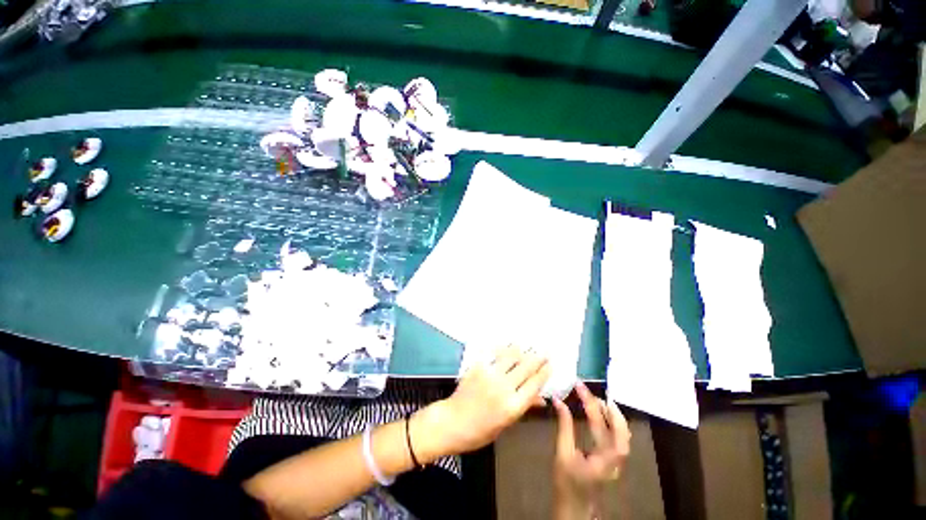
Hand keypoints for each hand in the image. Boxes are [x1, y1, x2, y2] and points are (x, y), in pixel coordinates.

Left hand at [414, 346, 550, 459]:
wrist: (448, 424)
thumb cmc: (479, 432)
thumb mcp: (505, 425)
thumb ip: (523, 408)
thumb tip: (541, 400)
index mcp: (513, 406)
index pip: (536, 383)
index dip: (545, 372)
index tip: (550, 365)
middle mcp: (504, 388)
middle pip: (527, 367)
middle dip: (538, 358)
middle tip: (545, 352)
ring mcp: (490, 376)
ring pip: (512, 356)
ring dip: (523, 351)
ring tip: (528, 347)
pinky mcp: (476, 369)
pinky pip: (494, 355)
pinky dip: (503, 350)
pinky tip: (508, 347)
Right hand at [552, 382, 630, 517]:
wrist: (576, 506)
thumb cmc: (567, 484)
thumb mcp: (562, 456)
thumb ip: (564, 429)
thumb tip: (560, 404)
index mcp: (607, 452)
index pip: (599, 419)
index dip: (588, 401)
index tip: (578, 386)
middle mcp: (620, 451)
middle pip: (617, 421)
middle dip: (603, 404)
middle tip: (588, 392)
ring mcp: (622, 455)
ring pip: (622, 427)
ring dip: (610, 413)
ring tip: (596, 401)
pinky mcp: (618, 458)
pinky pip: (620, 435)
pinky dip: (612, 423)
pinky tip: (603, 418)